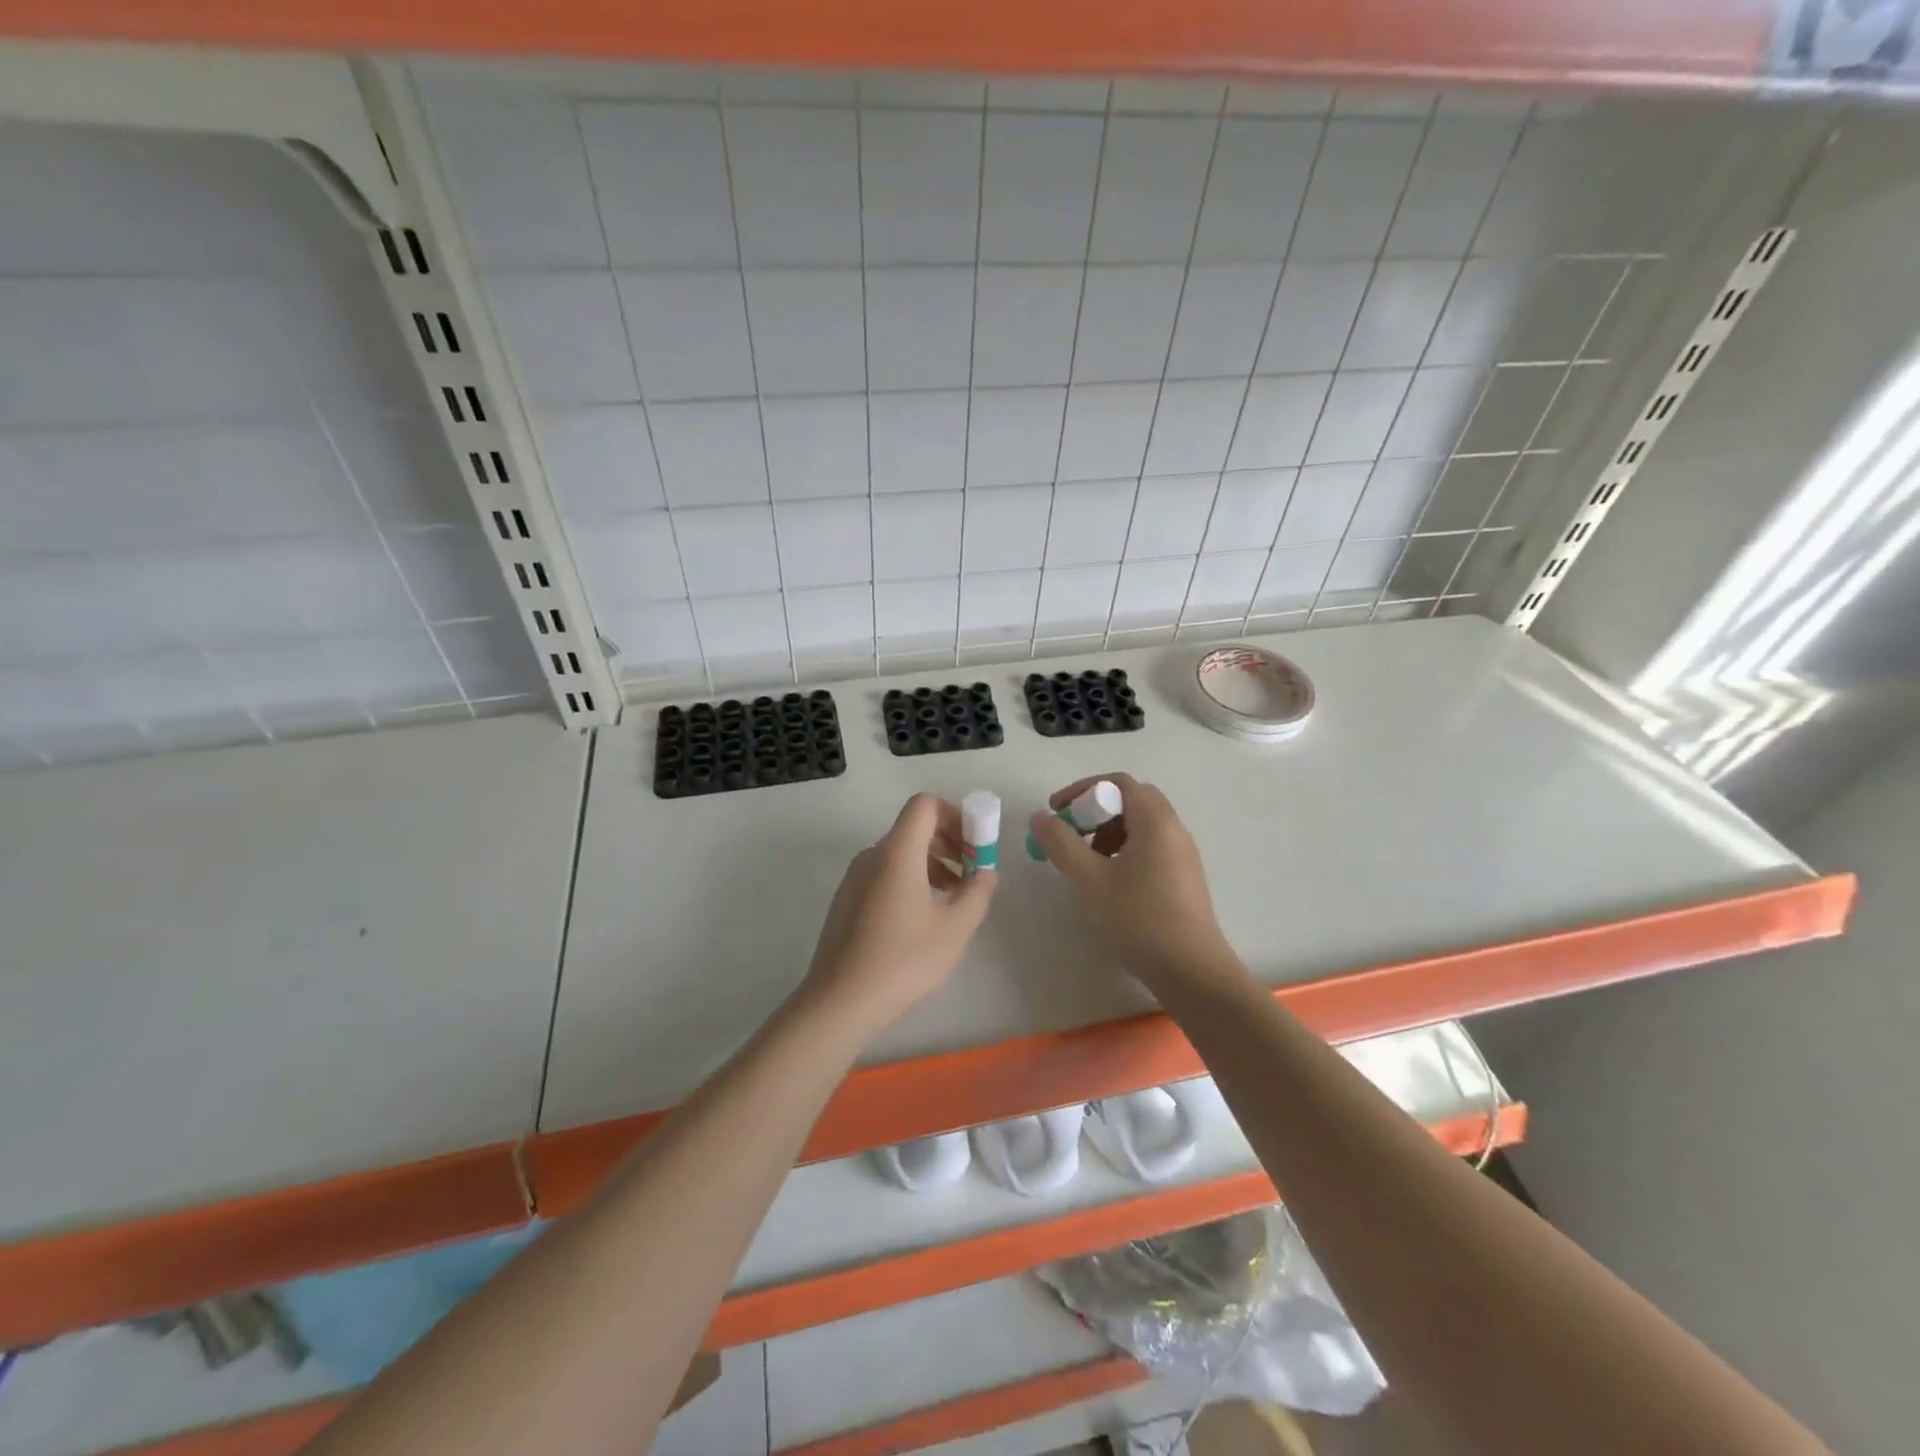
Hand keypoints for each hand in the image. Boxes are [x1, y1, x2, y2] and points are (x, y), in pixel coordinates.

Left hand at [800, 793, 996, 1035]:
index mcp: (897, 852)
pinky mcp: (847, 900)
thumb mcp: (954, 928)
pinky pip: (885, 874)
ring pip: (900, 853)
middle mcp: (872, 855)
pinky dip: (911, 880)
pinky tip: (924, 918)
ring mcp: (855, 878)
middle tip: (973, 874)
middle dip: (950, 842)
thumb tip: (985, 872)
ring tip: (954, 900)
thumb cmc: (903, 960)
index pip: (925, 805)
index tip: (975, 847)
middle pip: (914, 828)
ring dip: (933, 864)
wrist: (839, 1001)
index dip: (955, 815)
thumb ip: (977, 892)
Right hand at [1028, 772, 1235, 990]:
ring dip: (1108, 834)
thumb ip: (1062, 844)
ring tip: (1086, 864)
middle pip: (1131, 801)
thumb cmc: (1139, 918)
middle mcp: (1174, 829)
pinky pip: (1150, 848)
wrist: (1191, 970)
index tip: (1057, 811)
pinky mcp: (1183, 879)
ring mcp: (1182, 855)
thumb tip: (1040, 818)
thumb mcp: (1091, 879)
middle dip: (1095, 812)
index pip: (1119, 782)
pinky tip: (1110, 884)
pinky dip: (1124, 852)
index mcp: (1155, 820)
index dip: (1083, 789)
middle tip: (1070, 835)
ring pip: (1140, 827)